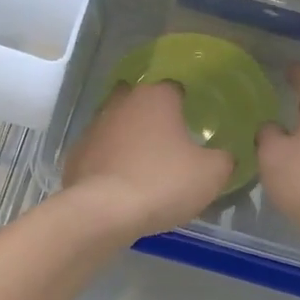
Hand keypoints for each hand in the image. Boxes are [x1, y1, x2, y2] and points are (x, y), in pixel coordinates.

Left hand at [63, 81, 233, 238]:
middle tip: (171, 141)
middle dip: (154, 116)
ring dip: (130, 138)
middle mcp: (122, 102)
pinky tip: (122, 184)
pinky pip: (101, 152)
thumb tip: (224, 156)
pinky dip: (111, 162)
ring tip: (146, 165)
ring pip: (118, 125)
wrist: (103, 212)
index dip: (187, 104)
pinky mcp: (76, 154)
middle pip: (142, 101)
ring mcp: (94, 127)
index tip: (195, 124)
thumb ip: (223, 159)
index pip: (176, 88)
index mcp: (156, 96)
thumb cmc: (162, 182)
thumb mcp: (211, 174)